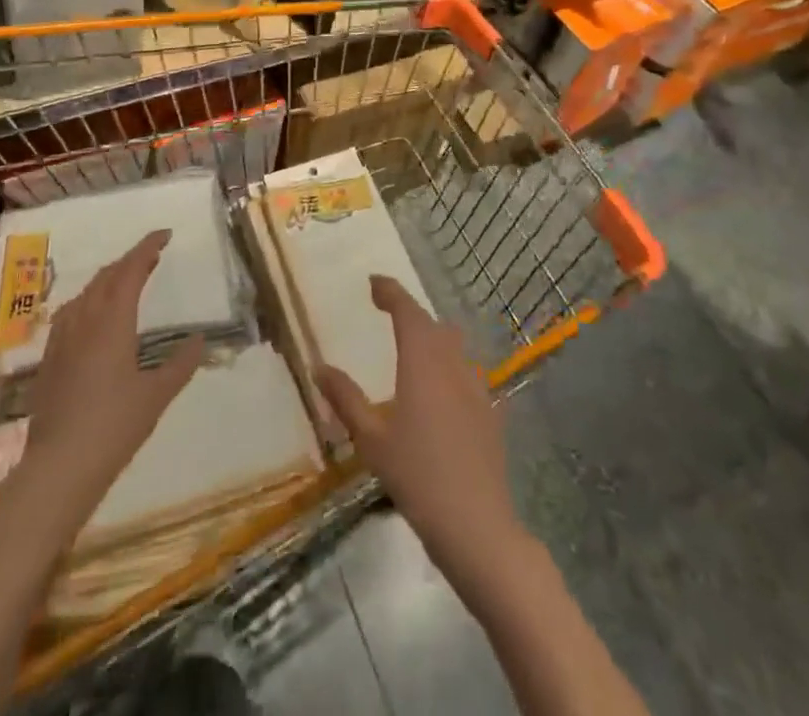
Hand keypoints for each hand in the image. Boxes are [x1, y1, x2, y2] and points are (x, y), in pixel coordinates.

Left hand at [10, 229, 205, 533]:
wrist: (59, 467)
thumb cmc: (114, 427)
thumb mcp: (157, 396)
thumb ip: (180, 364)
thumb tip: (199, 340)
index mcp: (113, 322)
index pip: (131, 270)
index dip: (147, 248)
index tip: (164, 235)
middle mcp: (84, 321)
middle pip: (106, 277)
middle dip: (129, 261)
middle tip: (152, 257)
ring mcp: (62, 339)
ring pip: (85, 293)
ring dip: (108, 279)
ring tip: (126, 282)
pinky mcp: (49, 359)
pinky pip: (70, 313)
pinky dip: (88, 301)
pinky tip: (92, 317)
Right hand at [315, 276, 520, 567]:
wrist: (477, 525)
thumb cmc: (417, 476)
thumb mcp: (371, 439)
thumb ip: (345, 399)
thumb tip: (318, 367)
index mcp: (422, 361)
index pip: (407, 310)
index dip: (390, 291)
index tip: (373, 283)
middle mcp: (452, 363)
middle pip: (431, 323)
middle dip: (408, 311)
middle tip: (385, 311)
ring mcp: (476, 386)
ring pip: (453, 344)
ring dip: (430, 335)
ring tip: (410, 345)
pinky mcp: (490, 411)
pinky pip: (465, 371)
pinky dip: (448, 364)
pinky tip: (438, 389)